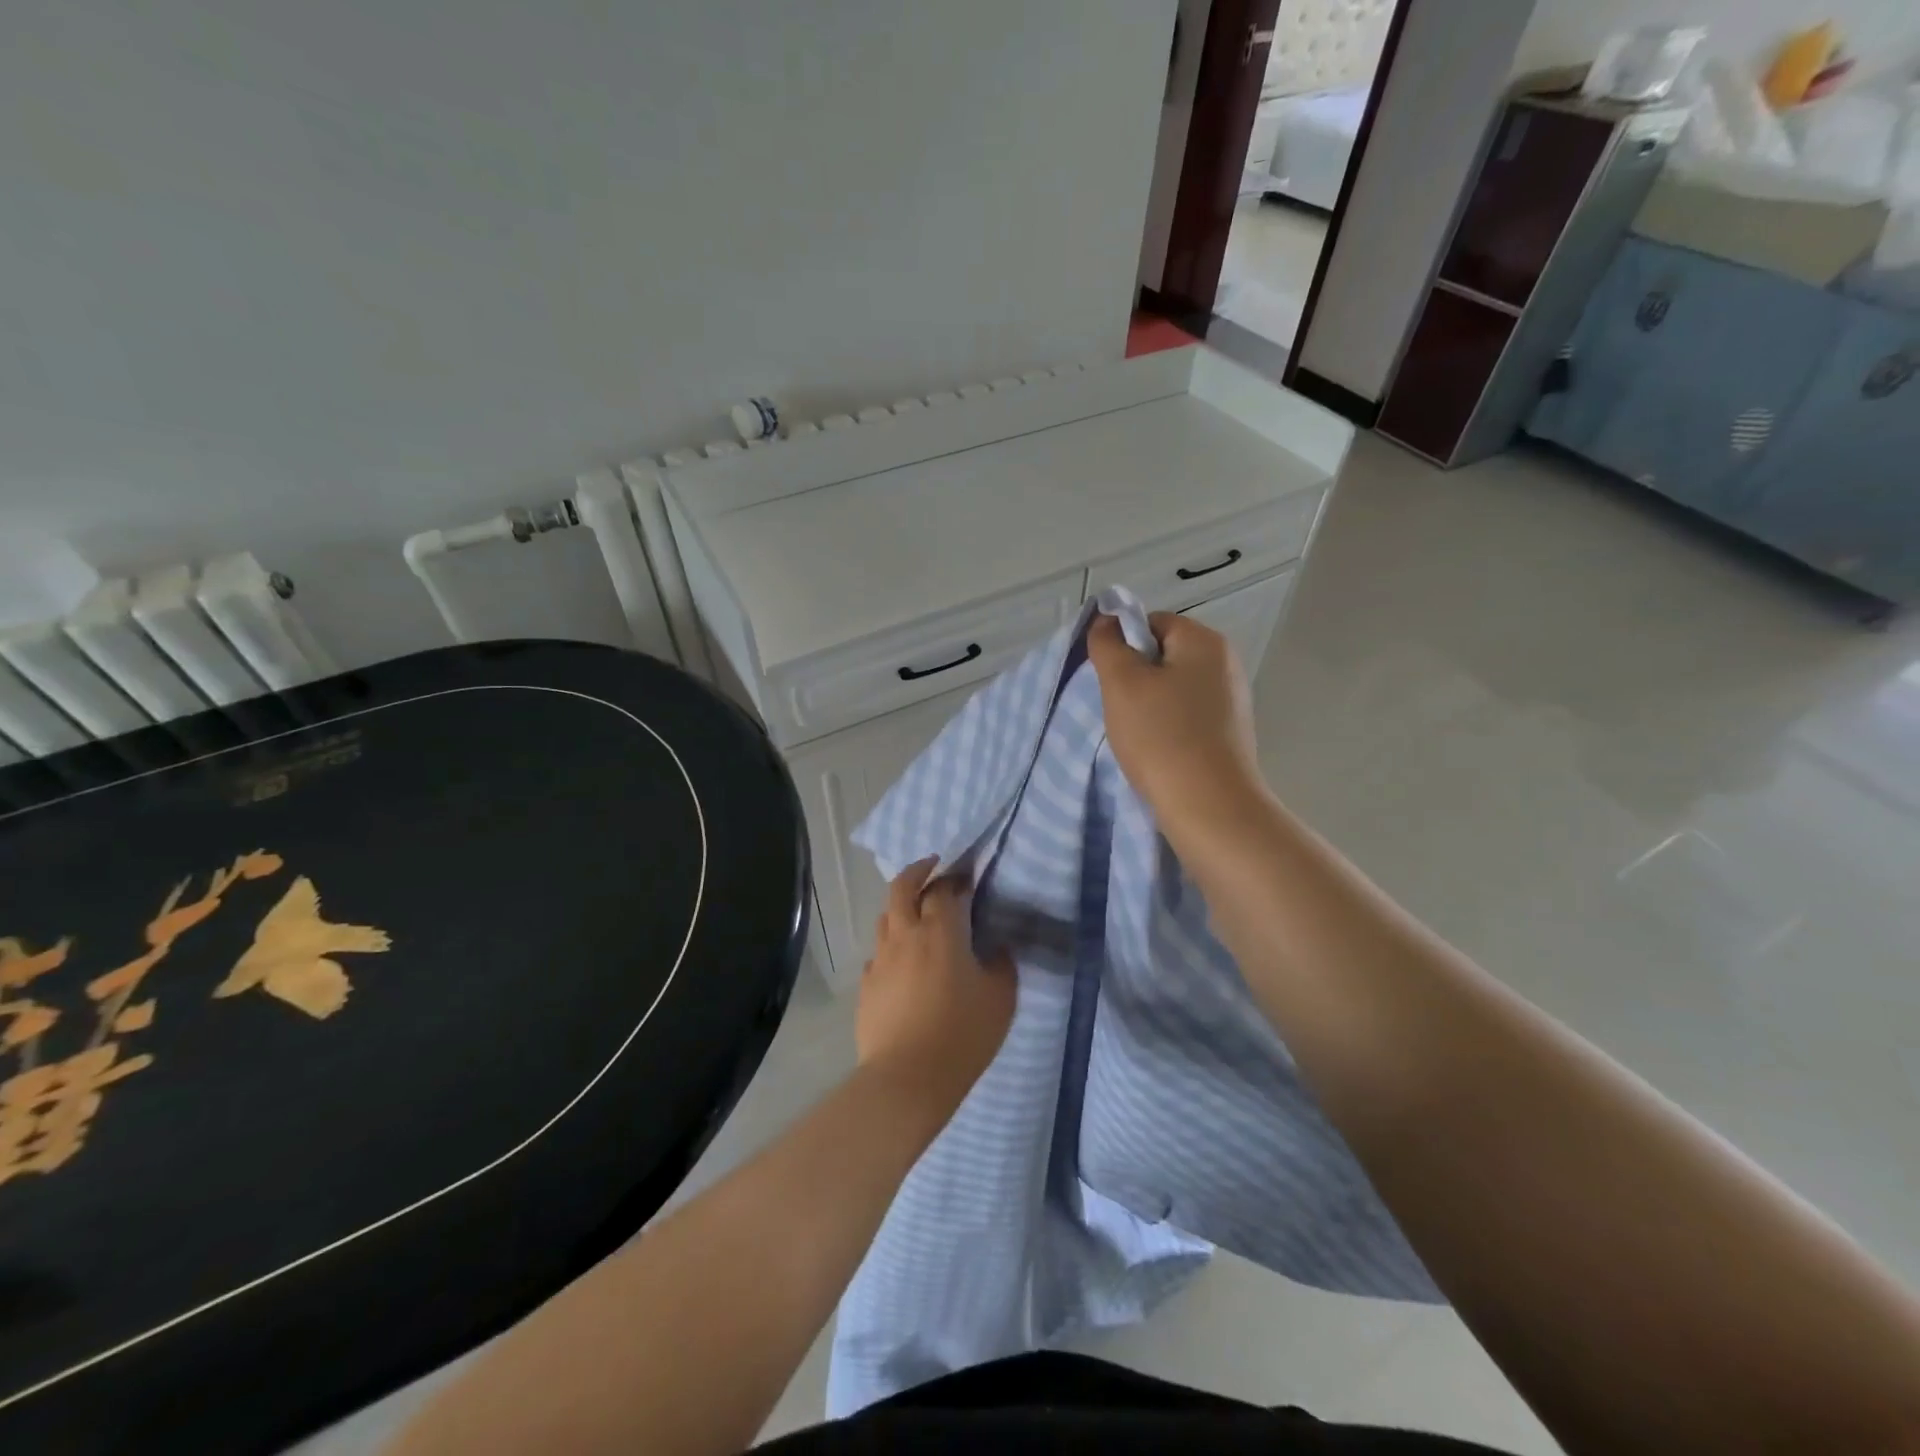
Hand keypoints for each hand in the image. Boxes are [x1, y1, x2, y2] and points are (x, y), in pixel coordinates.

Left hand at [857, 858, 1014, 1112]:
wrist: (907, 1078)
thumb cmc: (962, 1034)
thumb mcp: (1000, 997)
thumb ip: (1001, 963)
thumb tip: (996, 947)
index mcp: (940, 931)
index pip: (943, 889)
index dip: (954, 879)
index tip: (966, 879)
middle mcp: (905, 935)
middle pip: (901, 887)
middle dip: (917, 871)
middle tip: (932, 869)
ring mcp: (880, 959)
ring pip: (885, 918)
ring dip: (901, 908)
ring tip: (917, 917)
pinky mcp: (866, 985)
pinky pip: (878, 953)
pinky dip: (892, 947)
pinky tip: (903, 964)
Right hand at [1086, 611, 1267, 841]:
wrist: (1208, 806)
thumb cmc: (1161, 736)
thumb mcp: (1121, 683)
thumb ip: (1108, 644)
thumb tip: (1106, 620)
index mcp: (1204, 641)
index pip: (1151, 623)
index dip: (1123, 646)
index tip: (1108, 680)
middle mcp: (1226, 662)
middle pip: (1164, 656)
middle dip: (1135, 678)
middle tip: (1118, 709)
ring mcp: (1232, 699)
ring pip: (1173, 688)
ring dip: (1148, 706)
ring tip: (1136, 735)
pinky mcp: (1230, 732)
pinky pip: (1187, 716)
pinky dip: (1167, 727)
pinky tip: (1157, 750)